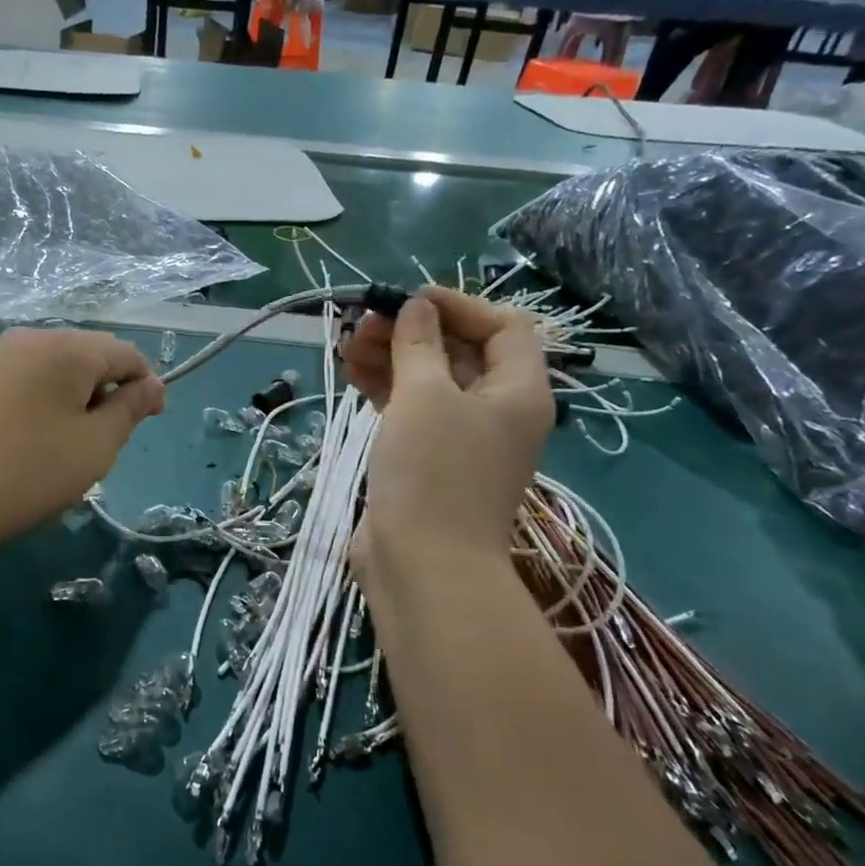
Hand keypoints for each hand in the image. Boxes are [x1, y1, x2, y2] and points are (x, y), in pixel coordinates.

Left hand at [0, 328, 164, 552]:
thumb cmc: (28, 473)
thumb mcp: (96, 447)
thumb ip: (130, 410)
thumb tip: (151, 384)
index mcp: (66, 349)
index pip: (124, 353)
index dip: (144, 384)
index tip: (148, 420)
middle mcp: (22, 339)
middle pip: (80, 356)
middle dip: (99, 390)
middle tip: (97, 440)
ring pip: (38, 369)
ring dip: (59, 396)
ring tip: (51, 444)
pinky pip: (3, 383)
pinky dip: (20, 403)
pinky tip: (7, 441)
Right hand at [342, 288, 551, 586]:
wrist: (422, 565)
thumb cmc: (432, 471)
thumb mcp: (424, 396)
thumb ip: (419, 344)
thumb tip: (417, 307)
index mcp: (519, 391)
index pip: (503, 326)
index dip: (458, 305)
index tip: (408, 300)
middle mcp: (498, 410)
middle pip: (460, 352)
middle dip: (412, 331)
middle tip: (362, 322)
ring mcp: (462, 438)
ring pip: (430, 380)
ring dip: (391, 357)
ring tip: (346, 344)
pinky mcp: (429, 459)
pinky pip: (412, 409)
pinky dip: (385, 388)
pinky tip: (351, 371)